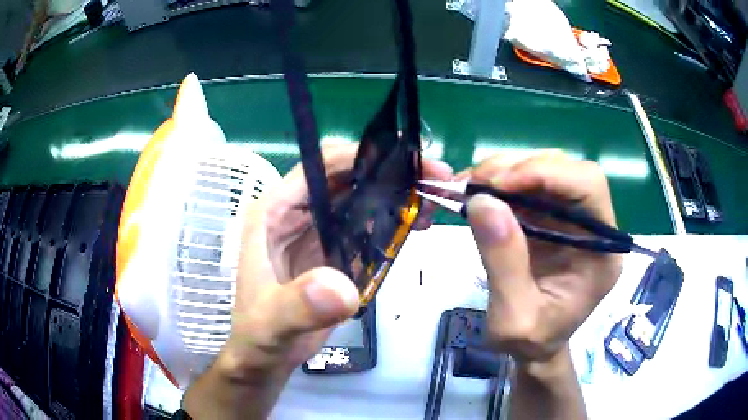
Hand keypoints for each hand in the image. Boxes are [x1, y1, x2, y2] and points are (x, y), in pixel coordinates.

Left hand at [183, 144, 452, 418]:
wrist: (266, 356)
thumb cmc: (260, 336)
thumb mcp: (272, 324)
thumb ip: (299, 306)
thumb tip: (344, 289)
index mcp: (273, 213)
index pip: (318, 167)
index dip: (361, 157)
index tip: (406, 161)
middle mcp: (295, 214)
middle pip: (347, 179)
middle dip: (391, 173)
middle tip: (435, 180)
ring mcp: (315, 232)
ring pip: (360, 199)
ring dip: (396, 195)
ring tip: (433, 202)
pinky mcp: (333, 251)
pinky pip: (366, 226)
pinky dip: (392, 222)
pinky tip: (417, 225)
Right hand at [463, 150, 621, 363]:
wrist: (534, 348)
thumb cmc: (532, 341)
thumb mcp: (513, 318)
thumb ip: (504, 263)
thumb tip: (482, 201)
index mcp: (602, 251)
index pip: (589, 187)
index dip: (548, 173)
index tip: (500, 183)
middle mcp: (593, 226)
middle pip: (566, 170)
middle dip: (520, 167)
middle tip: (475, 183)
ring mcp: (571, 218)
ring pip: (545, 170)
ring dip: (505, 171)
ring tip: (470, 187)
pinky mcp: (550, 217)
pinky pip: (528, 185)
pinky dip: (499, 182)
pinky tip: (476, 193)